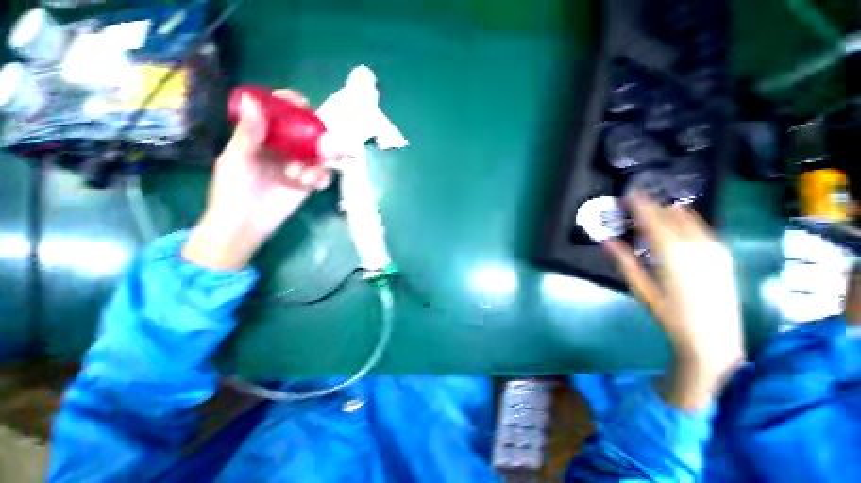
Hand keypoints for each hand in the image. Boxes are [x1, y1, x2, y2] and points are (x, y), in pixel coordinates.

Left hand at [183, 90, 331, 270]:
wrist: (244, 224)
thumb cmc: (232, 190)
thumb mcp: (236, 160)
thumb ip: (247, 133)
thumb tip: (253, 100)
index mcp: (262, 137)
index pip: (279, 114)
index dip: (289, 104)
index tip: (299, 103)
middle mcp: (282, 148)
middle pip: (304, 131)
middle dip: (315, 133)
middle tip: (320, 140)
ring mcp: (297, 166)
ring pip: (318, 154)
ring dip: (318, 160)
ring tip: (301, 174)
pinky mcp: (307, 184)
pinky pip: (322, 174)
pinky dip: (322, 176)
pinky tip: (313, 183)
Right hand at [604, 194, 744, 409]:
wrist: (715, 341)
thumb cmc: (672, 317)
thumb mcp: (642, 291)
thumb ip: (625, 262)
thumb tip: (606, 241)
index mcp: (672, 253)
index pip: (653, 219)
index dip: (640, 204)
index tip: (629, 193)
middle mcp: (697, 244)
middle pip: (672, 214)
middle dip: (653, 207)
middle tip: (636, 208)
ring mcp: (715, 247)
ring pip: (689, 218)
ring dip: (669, 213)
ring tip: (653, 218)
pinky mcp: (724, 254)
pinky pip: (702, 227)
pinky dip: (685, 222)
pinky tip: (676, 231)